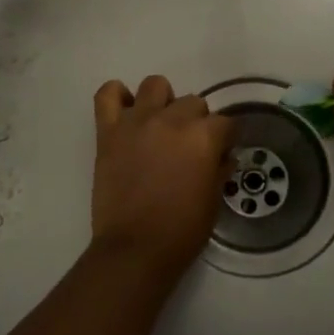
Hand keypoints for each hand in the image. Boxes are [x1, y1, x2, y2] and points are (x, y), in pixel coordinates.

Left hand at [91, 75, 236, 277]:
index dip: (225, 138)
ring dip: (162, 102)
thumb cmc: (182, 231)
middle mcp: (172, 120)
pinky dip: (117, 96)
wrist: (135, 248)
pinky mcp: (109, 131)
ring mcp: (137, 122)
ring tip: (159, 126)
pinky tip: (126, 113)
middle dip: (196, 122)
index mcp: (203, 138)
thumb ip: (219, 170)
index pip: (225, 122)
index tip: (221, 152)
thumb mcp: (213, 201)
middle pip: (193, 102)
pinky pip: (108, 94)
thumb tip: (222, 155)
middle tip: (187, 147)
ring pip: (155, 85)